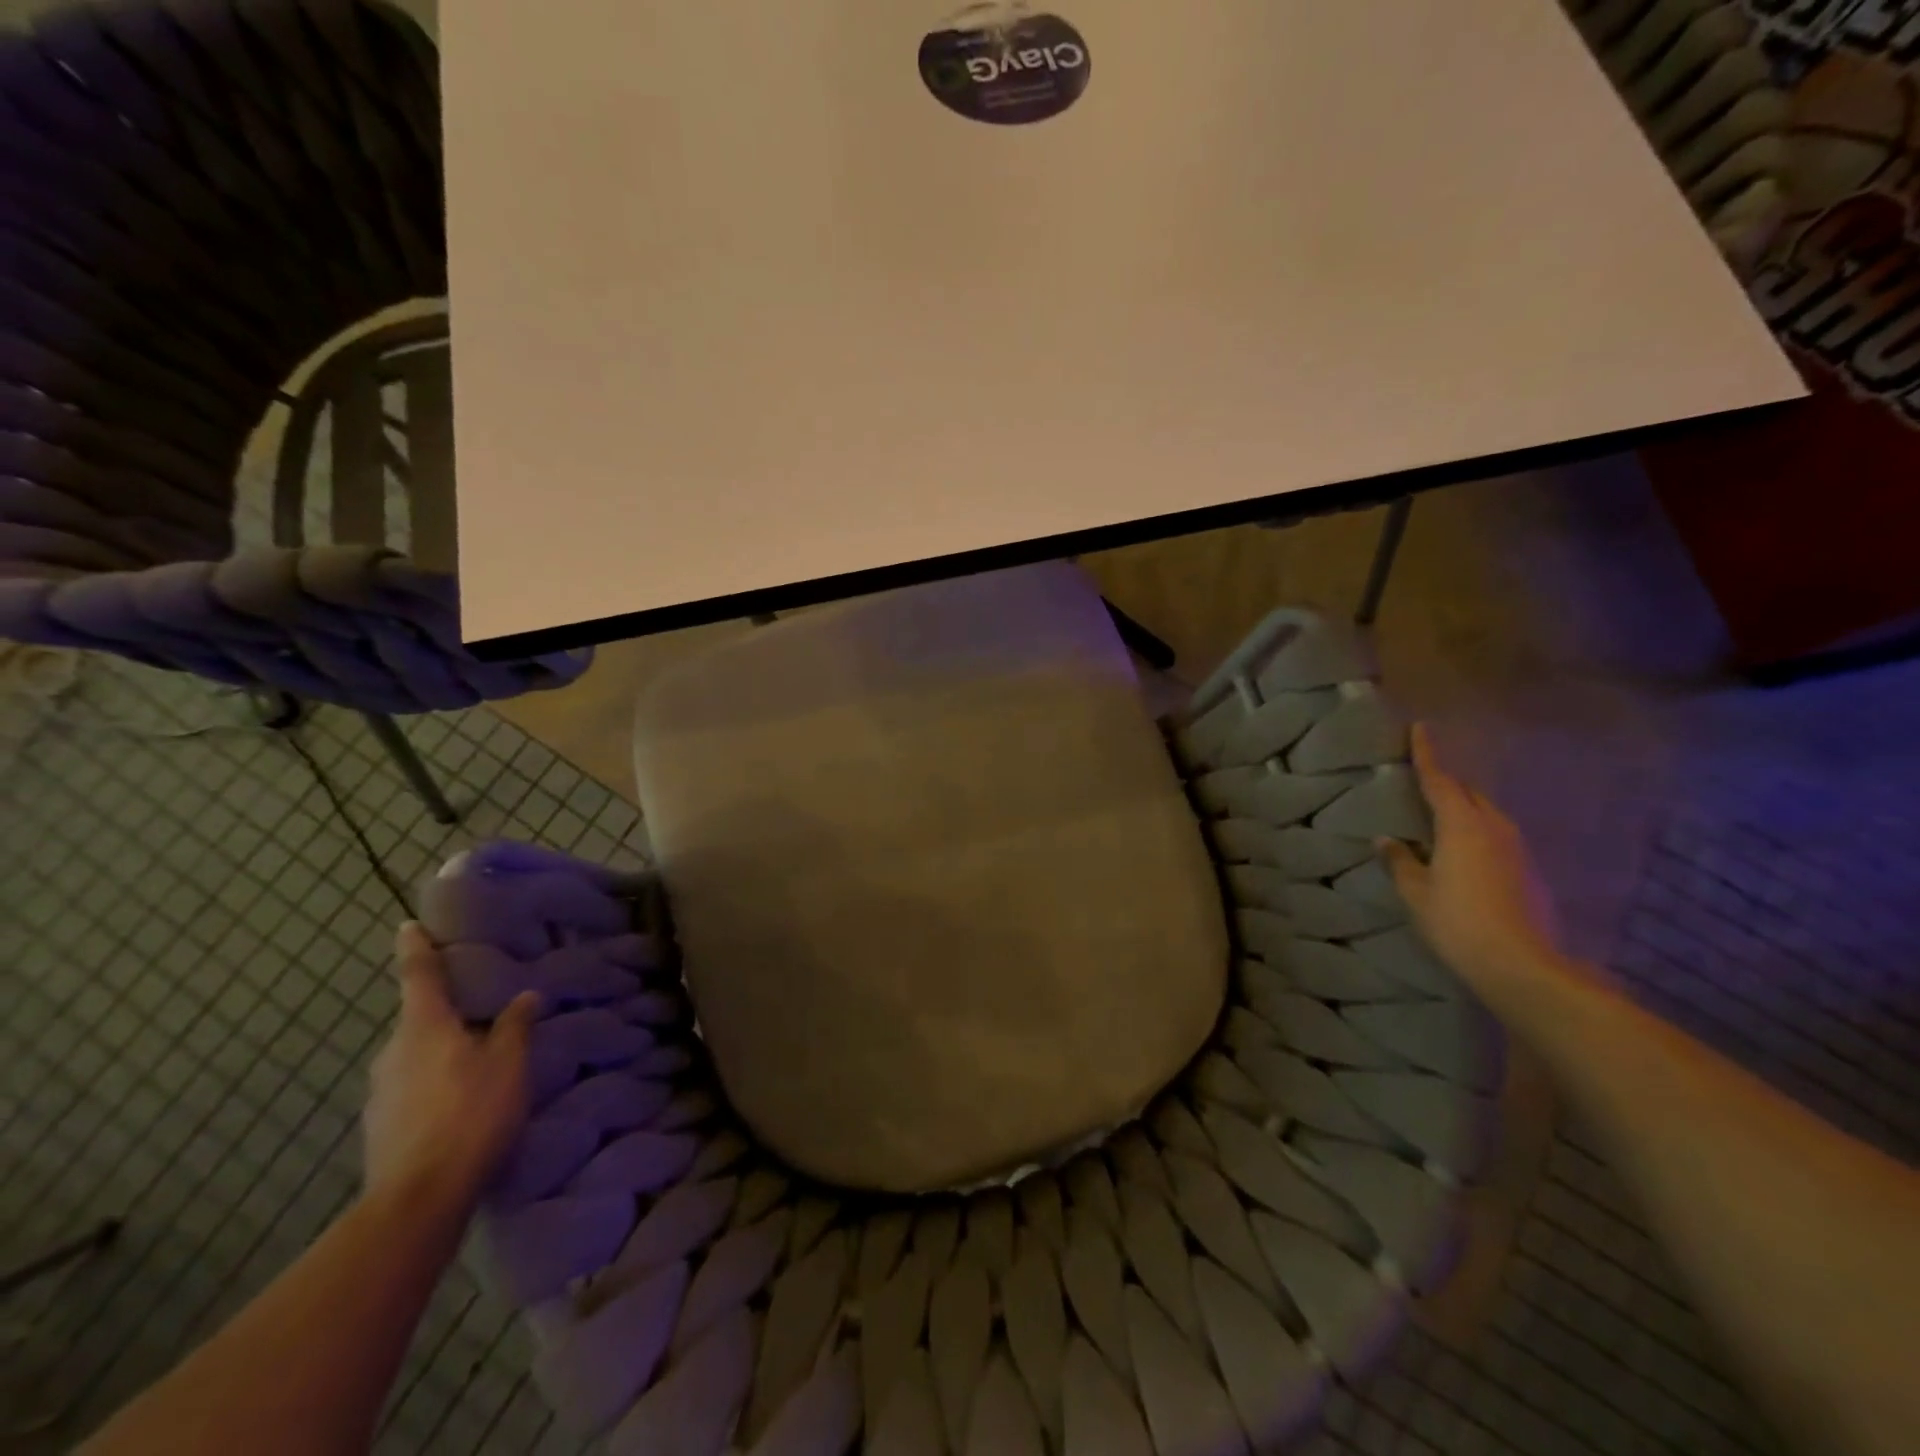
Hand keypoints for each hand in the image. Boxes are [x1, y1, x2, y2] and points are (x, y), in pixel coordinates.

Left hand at [362, 923, 539, 1209]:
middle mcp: (393, 1052)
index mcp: (424, 1028)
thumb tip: (525, 996)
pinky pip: (410, 1090)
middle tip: (477, 1010)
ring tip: (475, 1063)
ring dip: (439, 1053)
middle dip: (443, 1013)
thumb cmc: (471, 1114)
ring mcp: (380, 1093)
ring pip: (414, 1057)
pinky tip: (459, 1105)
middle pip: (418, 1021)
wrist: (418, 1198)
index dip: (417, 949)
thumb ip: (515, 1027)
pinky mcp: (380, 1127)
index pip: (419, 976)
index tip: (408, 926)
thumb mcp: (509, 1064)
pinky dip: (432, 1086)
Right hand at [1380, 725, 1569, 1005]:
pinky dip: (1479, 831)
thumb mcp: (1416, 892)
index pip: (1440, 779)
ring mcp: (1517, 849)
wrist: (1522, 965)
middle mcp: (1494, 827)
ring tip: (1443, 814)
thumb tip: (1385, 839)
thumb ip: (1400, 861)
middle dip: (1447, 782)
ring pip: (1487, 813)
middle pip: (1469, 792)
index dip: (1427, 754)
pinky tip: (1466, 851)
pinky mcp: (1530, 871)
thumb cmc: (1457, 922)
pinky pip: (1498, 835)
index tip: (1420, 727)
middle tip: (1424, 778)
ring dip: (1465, 807)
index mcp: (1461, 825)